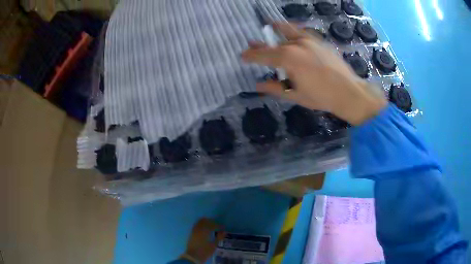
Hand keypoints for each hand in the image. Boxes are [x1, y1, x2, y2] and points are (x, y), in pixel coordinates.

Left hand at [181, 218, 224, 262]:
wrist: (193, 256)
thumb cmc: (204, 251)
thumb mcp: (213, 245)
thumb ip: (219, 237)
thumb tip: (224, 231)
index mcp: (204, 232)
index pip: (212, 225)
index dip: (218, 225)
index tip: (222, 227)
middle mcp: (198, 229)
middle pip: (205, 221)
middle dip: (211, 222)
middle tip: (216, 225)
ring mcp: (194, 230)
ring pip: (199, 222)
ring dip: (205, 222)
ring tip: (211, 225)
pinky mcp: (191, 233)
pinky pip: (196, 225)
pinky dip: (201, 224)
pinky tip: (204, 228)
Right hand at [242, 23, 386, 124]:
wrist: (348, 91)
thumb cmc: (321, 96)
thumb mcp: (295, 95)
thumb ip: (275, 88)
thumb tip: (258, 85)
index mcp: (287, 58)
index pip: (262, 55)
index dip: (250, 55)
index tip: (242, 56)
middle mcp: (295, 44)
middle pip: (273, 42)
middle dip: (261, 44)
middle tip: (252, 44)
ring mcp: (309, 40)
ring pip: (288, 30)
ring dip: (277, 29)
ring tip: (270, 25)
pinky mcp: (319, 41)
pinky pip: (302, 31)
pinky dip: (293, 30)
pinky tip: (292, 32)